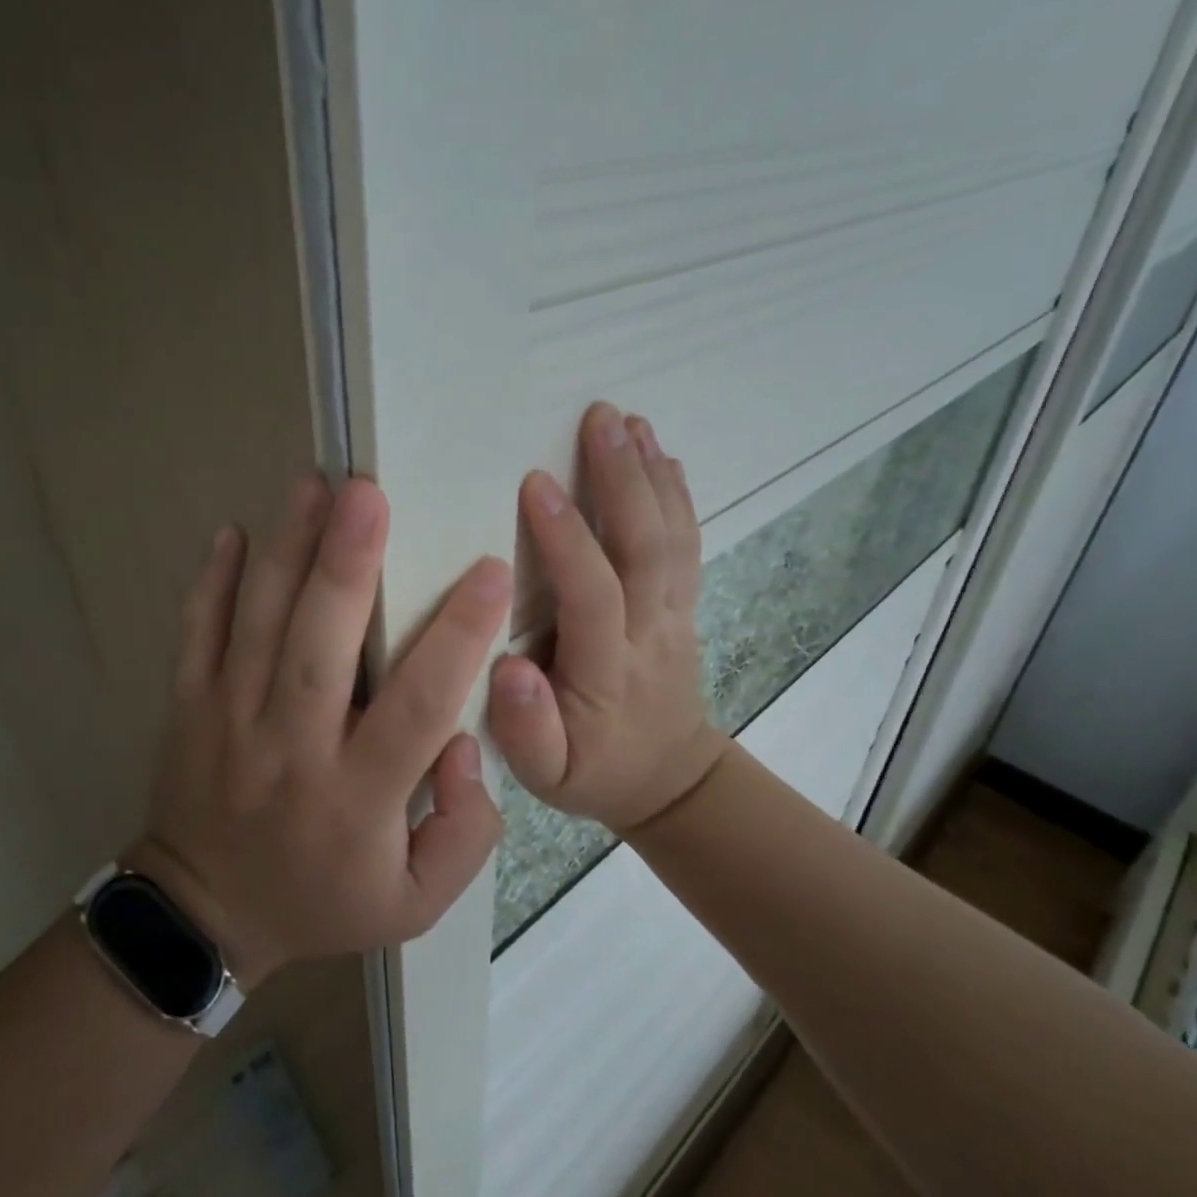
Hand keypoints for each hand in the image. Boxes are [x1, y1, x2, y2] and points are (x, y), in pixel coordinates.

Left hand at [130, 474, 510, 988]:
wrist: (204, 917)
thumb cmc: (324, 899)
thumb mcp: (416, 903)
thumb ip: (464, 832)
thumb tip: (466, 744)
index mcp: (356, 796)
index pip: (417, 706)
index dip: (457, 637)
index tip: (490, 571)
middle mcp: (290, 748)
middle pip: (318, 647)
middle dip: (346, 565)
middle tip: (369, 494)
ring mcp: (229, 721)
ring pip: (257, 625)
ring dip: (285, 551)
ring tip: (313, 485)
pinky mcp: (189, 707)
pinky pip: (197, 635)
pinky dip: (213, 582)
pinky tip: (235, 531)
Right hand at [488, 404, 730, 832]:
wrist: (670, 778)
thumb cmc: (595, 769)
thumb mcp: (547, 774)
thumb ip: (526, 728)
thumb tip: (509, 668)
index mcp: (608, 671)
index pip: (593, 594)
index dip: (568, 539)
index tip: (535, 482)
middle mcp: (651, 633)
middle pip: (646, 548)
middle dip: (624, 479)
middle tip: (600, 418)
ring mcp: (676, 614)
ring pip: (673, 537)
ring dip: (653, 474)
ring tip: (631, 420)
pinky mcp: (685, 604)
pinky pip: (688, 543)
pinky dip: (678, 495)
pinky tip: (663, 455)